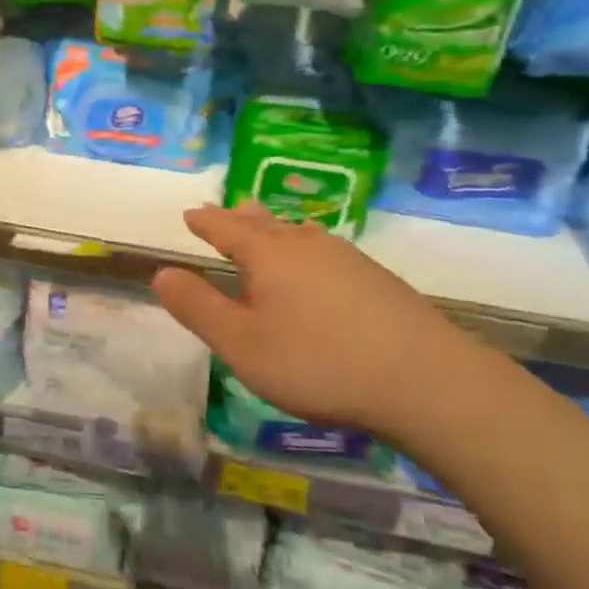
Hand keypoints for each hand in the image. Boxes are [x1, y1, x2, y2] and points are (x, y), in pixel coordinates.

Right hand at [150, 205, 486, 438]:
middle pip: (266, 222)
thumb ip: (198, 307)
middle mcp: (307, 245)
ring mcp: (347, 259)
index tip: (190, 214)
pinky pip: (326, 250)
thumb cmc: (318, 362)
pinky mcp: (378, 280)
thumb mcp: (242, 344)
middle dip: (240, 217)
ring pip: (300, 233)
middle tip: (226, 208)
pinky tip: (318, 263)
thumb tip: (162, 272)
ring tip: (267, 225)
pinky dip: (306, 248)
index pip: (227, 228)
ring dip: (276, 227)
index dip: (206, 222)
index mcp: (269, 255)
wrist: (426, 380)